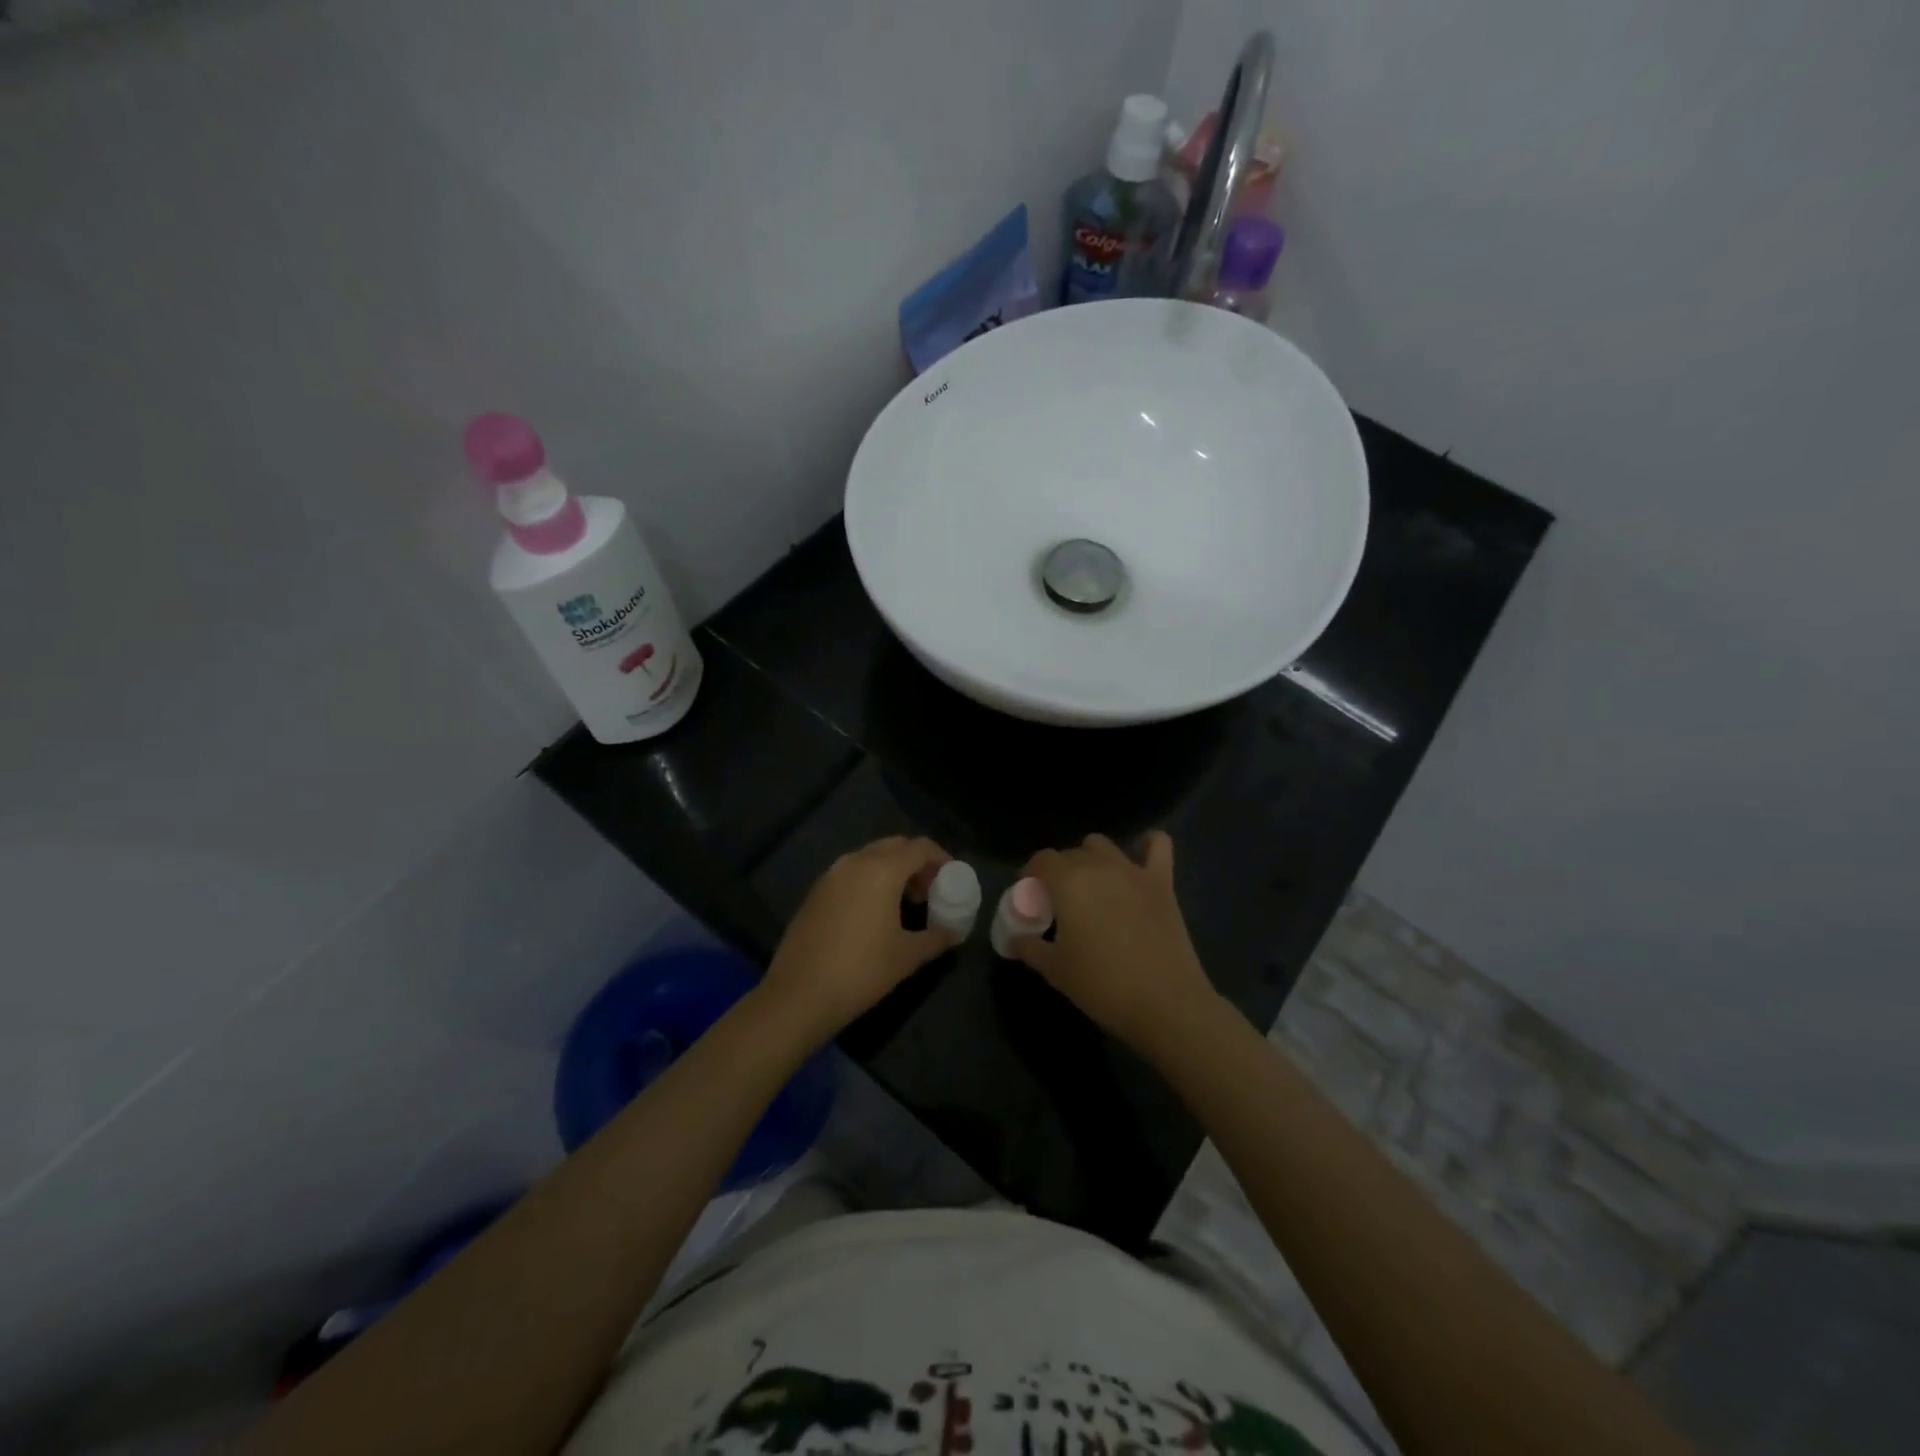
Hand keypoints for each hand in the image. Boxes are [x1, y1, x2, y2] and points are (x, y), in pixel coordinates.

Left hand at [757, 836, 956, 1042]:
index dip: (941, 859)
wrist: (799, 994)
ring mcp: (831, 875)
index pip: (920, 847)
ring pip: (870, 858)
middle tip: (929, 892)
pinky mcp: (815, 892)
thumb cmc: (862, 970)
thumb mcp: (907, 956)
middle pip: (895, 846)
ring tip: (903, 904)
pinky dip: (869, 881)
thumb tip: (954, 932)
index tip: (952, 880)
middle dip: (916, 863)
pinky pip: (850, 873)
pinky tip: (873, 914)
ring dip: (892, 871)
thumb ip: (936, 938)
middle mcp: (855, 862)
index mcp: (882, 869)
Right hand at [1014, 832, 1218, 1051]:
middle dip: (1058, 872)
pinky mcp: (1162, 882)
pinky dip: (1146, 846)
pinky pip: (1157, 845)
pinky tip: (1138, 860)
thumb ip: (1029, 948)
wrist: (1165, 1003)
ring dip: (1090, 859)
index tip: (1029, 900)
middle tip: (1056, 904)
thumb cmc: (1101, 984)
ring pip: (1102, 845)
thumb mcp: (1054, 970)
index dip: (1030, 876)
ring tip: (1090, 887)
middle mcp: (1099, 866)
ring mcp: (1133, 871)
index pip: (1041, 860)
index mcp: (1068, 881)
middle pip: (1069, 853)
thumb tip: (1014, 940)